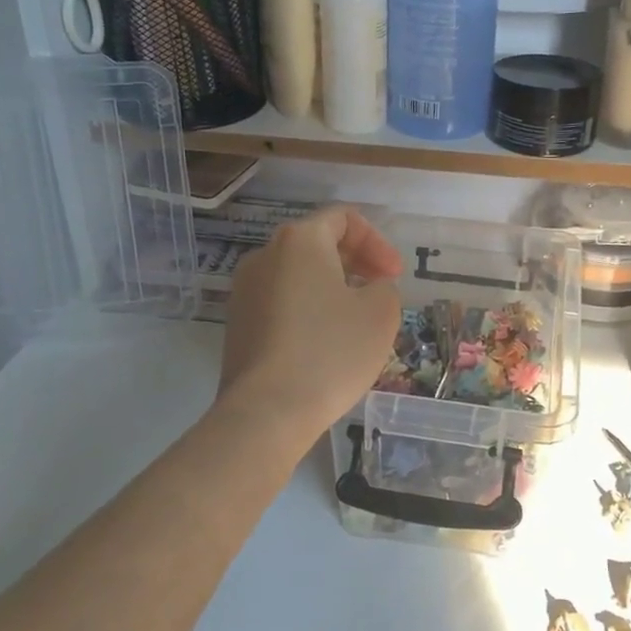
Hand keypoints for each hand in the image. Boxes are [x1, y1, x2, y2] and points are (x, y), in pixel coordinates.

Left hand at [220, 207, 402, 431]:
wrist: (267, 412)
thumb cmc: (331, 352)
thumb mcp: (381, 314)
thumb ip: (384, 287)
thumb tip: (368, 289)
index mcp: (300, 240)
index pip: (343, 218)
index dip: (377, 243)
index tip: (394, 277)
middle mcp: (265, 255)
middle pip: (317, 243)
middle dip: (355, 263)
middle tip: (379, 294)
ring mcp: (244, 290)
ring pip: (298, 275)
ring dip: (331, 288)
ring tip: (354, 322)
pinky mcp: (237, 324)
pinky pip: (281, 302)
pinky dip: (307, 310)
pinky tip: (324, 344)